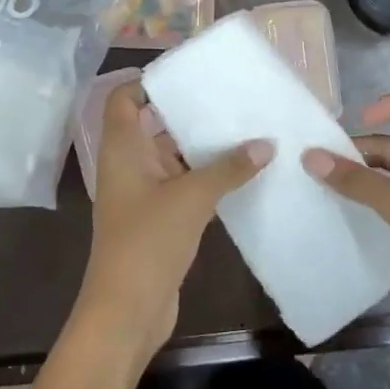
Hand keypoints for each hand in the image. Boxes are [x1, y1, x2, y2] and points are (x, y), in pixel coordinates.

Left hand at [72, 82, 271, 357]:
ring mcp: (142, 194)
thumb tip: (266, 143)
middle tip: (228, 99)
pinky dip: (205, 177)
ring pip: (171, 157)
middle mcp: (128, 165)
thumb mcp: (192, 198)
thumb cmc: (148, 242)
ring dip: (201, 147)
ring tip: (243, 129)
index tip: (188, 76)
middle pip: (153, 125)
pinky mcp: (158, 219)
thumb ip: (229, 168)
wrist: (126, 312)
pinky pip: (182, 185)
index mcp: (123, 149)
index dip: (148, 83)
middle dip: (187, 113)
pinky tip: (241, 172)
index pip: (124, 99)